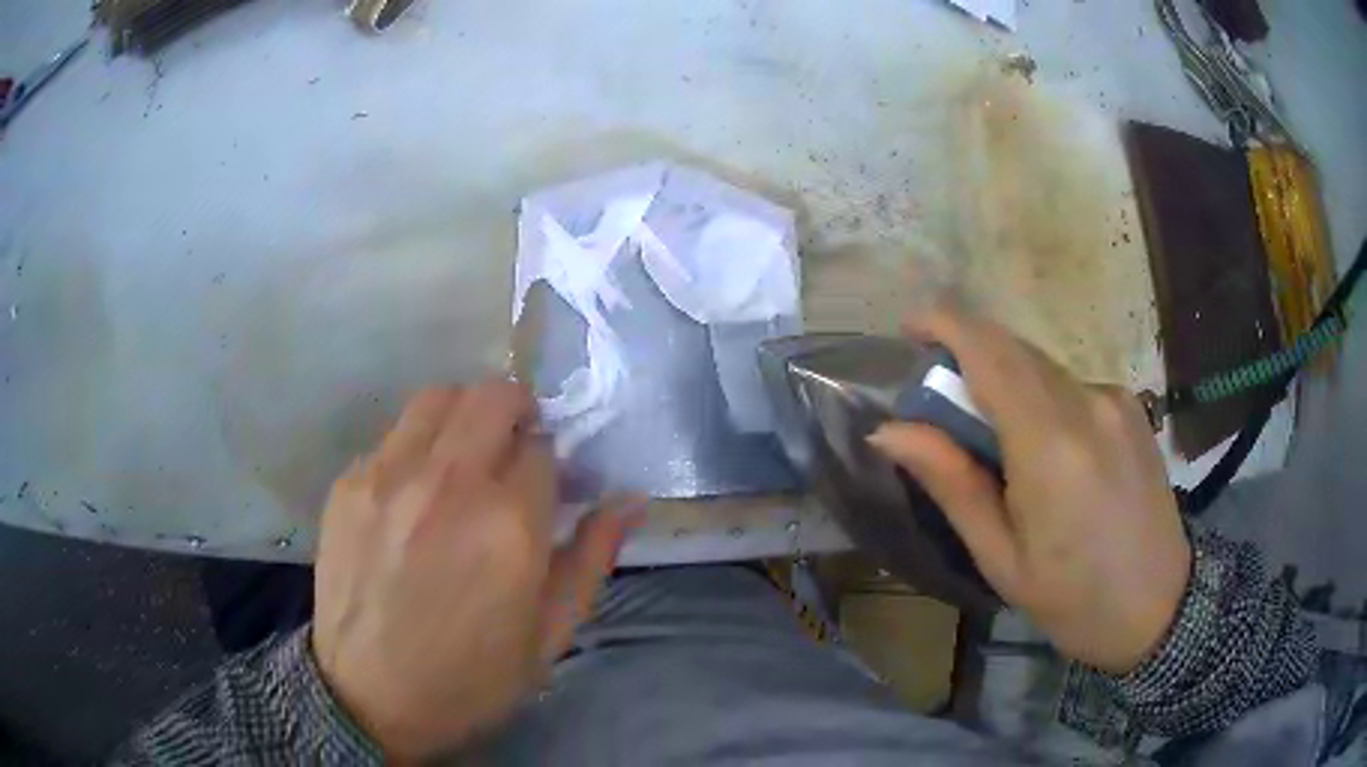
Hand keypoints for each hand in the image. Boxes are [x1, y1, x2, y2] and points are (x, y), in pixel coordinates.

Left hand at [311, 382, 638, 757]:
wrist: (369, 697)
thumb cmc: (471, 678)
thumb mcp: (549, 634)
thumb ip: (592, 557)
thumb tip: (630, 500)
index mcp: (509, 525)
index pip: (543, 447)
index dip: (553, 462)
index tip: (550, 484)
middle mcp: (447, 483)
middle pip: (493, 396)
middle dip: (516, 413)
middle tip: (515, 450)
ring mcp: (388, 476)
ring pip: (438, 398)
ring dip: (464, 416)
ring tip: (464, 459)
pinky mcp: (348, 483)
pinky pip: (392, 437)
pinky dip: (416, 450)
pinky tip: (413, 497)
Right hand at [868, 307, 1190, 674]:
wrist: (1159, 606)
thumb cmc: (1073, 599)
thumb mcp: (1001, 558)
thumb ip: (951, 483)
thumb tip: (889, 431)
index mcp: (1051, 446)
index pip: (990, 353)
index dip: (945, 324)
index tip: (909, 328)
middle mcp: (1087, 403)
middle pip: (1014, 350)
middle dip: (968, 358)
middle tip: (941, 406)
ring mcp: (1116, 400)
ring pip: (1042, 366)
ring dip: (1005, 381)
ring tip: (995, 442)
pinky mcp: (1132, 406)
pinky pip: (1071, 384)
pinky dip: (1041, 397)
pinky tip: (1045, 449)